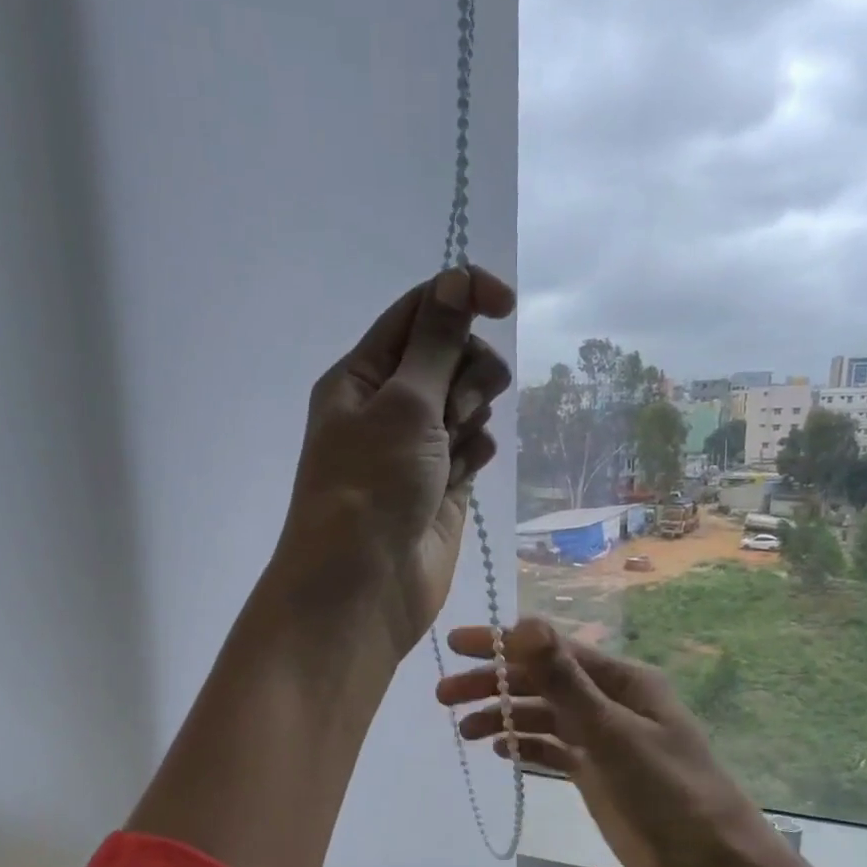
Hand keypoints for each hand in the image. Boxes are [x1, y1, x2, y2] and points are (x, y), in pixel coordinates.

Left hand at [269, 267, 514, 659]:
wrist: (362, 589)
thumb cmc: (371, 488)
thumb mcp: (403, 404)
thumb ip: (436, 342)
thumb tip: (457, 278)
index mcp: (363, 375)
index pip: (419, 312)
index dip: (462, 297)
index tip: (505, 305)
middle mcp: (388, 406)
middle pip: (452, 356)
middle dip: (467, 372)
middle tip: (455, 408)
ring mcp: (417, 448)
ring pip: (468, 403)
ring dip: (472, 416)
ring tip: (453, 450)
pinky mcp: (443, 485)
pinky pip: (474, 447)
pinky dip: (476, 453)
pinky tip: (462, 476)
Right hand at [438, 617, 787, 866]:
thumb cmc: (669, 791)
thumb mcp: (613, 732)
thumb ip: (565, 681)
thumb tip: (524, 624)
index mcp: (622, 679)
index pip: (552, 649)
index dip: (502, 644)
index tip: (456, 644)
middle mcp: (610, 701)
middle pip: (541, 682)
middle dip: (494, 684)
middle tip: (443, 695)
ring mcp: (602, 739)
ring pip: (542, 715)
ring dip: (503, 717)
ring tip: (463, 729)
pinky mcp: (595, 773)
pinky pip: (551, 749)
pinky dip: (524, 745)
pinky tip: (498, 750)